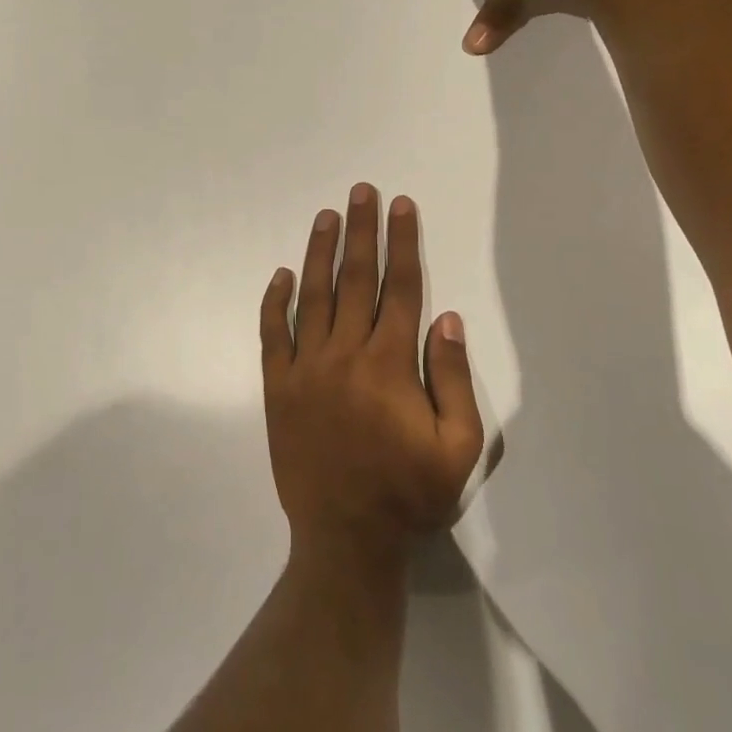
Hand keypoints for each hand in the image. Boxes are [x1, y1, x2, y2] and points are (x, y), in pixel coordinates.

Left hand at [261, 185, 483, 571]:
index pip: (400, 287)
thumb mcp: (459, 447)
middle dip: (362, 230)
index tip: (401, 205)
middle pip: (356, 278)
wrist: (346, 540)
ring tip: (327, 215)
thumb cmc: (409, 494)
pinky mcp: (277, 388)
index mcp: (391, 364)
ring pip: (313, 296)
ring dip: (320, 251)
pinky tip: (281, 274)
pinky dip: (275, 302)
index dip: (402, 242)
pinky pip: (272, 335)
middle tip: (362, 191)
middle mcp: (346, 354)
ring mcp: (305, 369)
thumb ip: (454, 379)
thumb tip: (445, 318)